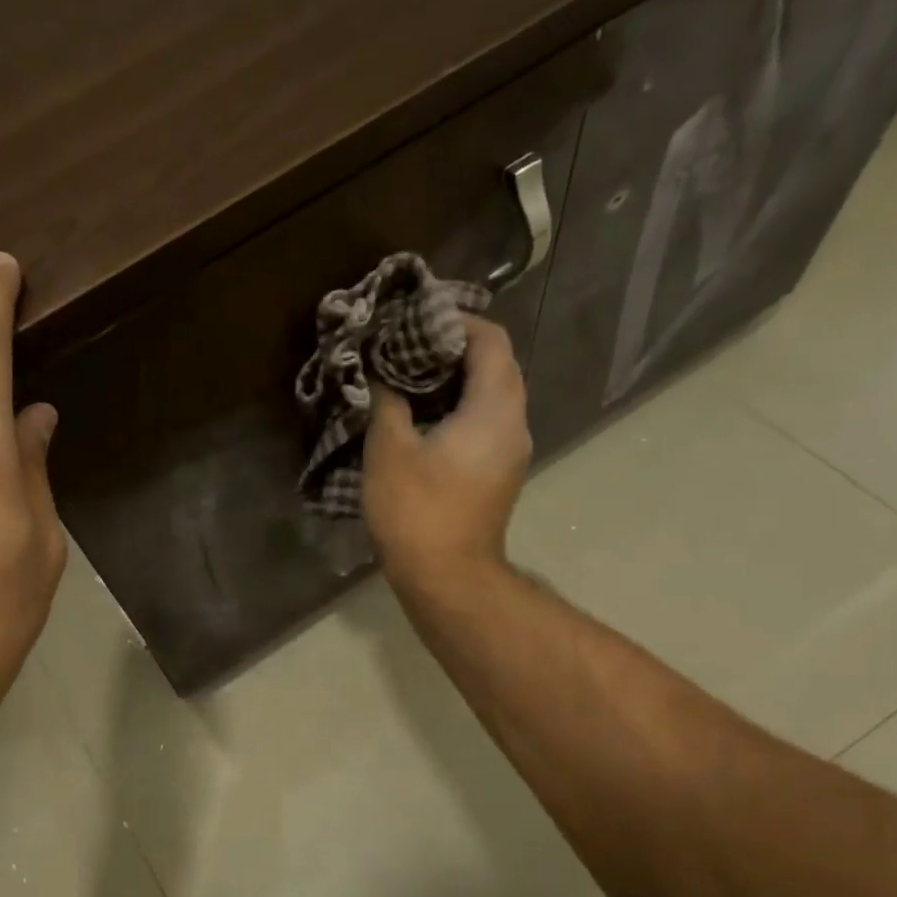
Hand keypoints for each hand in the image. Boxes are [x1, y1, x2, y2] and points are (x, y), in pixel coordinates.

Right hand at [362, 314, 531, 592]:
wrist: (447, 577)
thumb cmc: (417, 509)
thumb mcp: (389, 449)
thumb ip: (388, 401)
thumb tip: (383, 376)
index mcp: (494, 409)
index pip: (491, 342)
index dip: (458, 322)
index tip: (419, 319)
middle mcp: (514, 424)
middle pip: (496, 366)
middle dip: (455, 349)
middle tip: (408, 345)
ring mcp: (510, 451)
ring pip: (491, 396)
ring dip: (456, 380)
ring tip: (409, 376)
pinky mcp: (498, 473)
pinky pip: (485, 422)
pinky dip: (458, 407)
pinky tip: (421, 416)